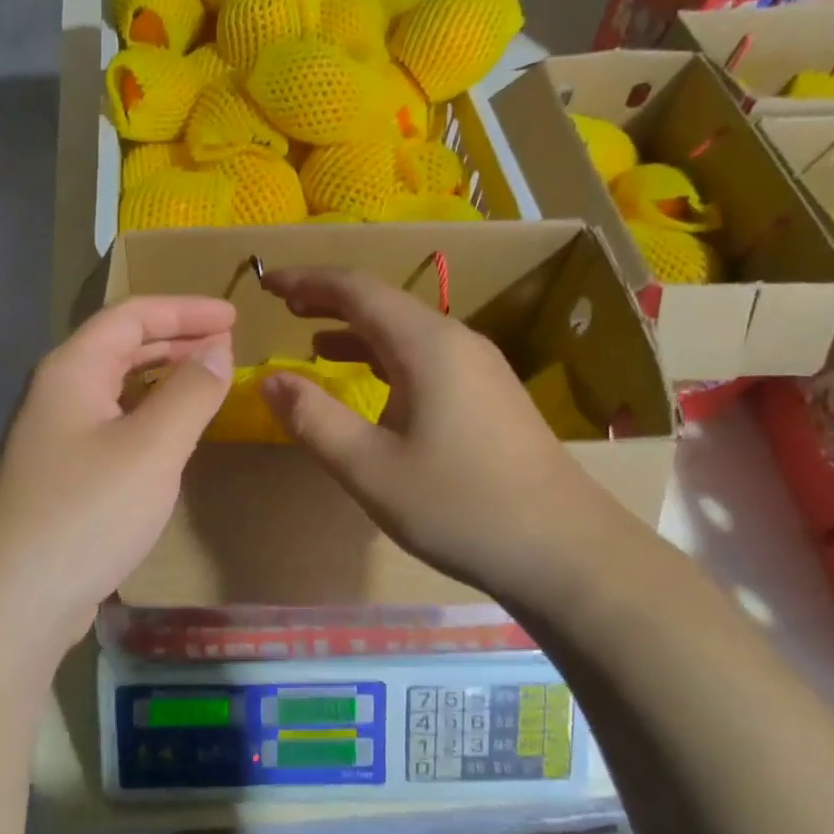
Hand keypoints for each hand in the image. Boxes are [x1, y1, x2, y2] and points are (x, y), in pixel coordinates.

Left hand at [0, 297, 234, 661]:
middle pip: (121, 345)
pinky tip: (172, 428)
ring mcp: (55, 432)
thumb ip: (191, 392)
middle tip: (227, 342)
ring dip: (163, 374)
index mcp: (72, 369)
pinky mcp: (62, 470)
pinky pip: (113, 419)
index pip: (132, 316)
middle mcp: (58, 391)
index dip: (185, 309)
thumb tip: (217, 349)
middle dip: (176, 338)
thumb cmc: (88, 512)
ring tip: (207, 376)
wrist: (16, 599)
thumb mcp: (152, 448)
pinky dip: (149, 411)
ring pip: (116, 384)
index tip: (233, 316)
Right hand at [257, 266, 635, 611]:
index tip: (266, 283)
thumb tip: (268, 379)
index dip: (307, 281)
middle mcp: (455, 341)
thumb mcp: (369, 467)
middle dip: (328, 298)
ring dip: (355, 327)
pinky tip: (366, 377)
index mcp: (426, 344)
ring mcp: (478, 366)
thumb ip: (312, 418)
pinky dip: (382, 354)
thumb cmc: (459, 506)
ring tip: (310, 334)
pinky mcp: (488, 394)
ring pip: (405, 329)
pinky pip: (424, 355)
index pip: (356, 288)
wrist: (566, 552)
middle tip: (282, 304)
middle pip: (382, 302)